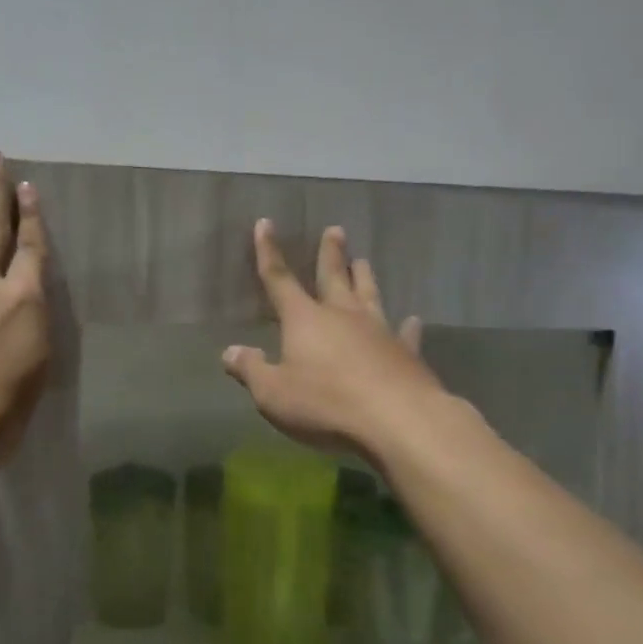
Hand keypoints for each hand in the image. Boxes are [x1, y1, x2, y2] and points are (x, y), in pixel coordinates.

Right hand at [223, 220, 440, 459]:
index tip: (265, 224)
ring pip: (369, 295)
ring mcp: (378, 331)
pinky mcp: (405, 352)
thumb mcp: (273, 393)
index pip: (279, 280)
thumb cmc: (325, 403)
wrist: (397, 419)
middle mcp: (342, 315)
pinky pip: (405, 333)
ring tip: (363, 260)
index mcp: (304, 320)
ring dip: (364, 277)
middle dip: (330, 254)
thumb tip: (229, 352)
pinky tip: (413, 320)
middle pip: (333, 277)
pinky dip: (407, 326)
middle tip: (335, 230)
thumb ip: (251, 370)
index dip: (268, 252)